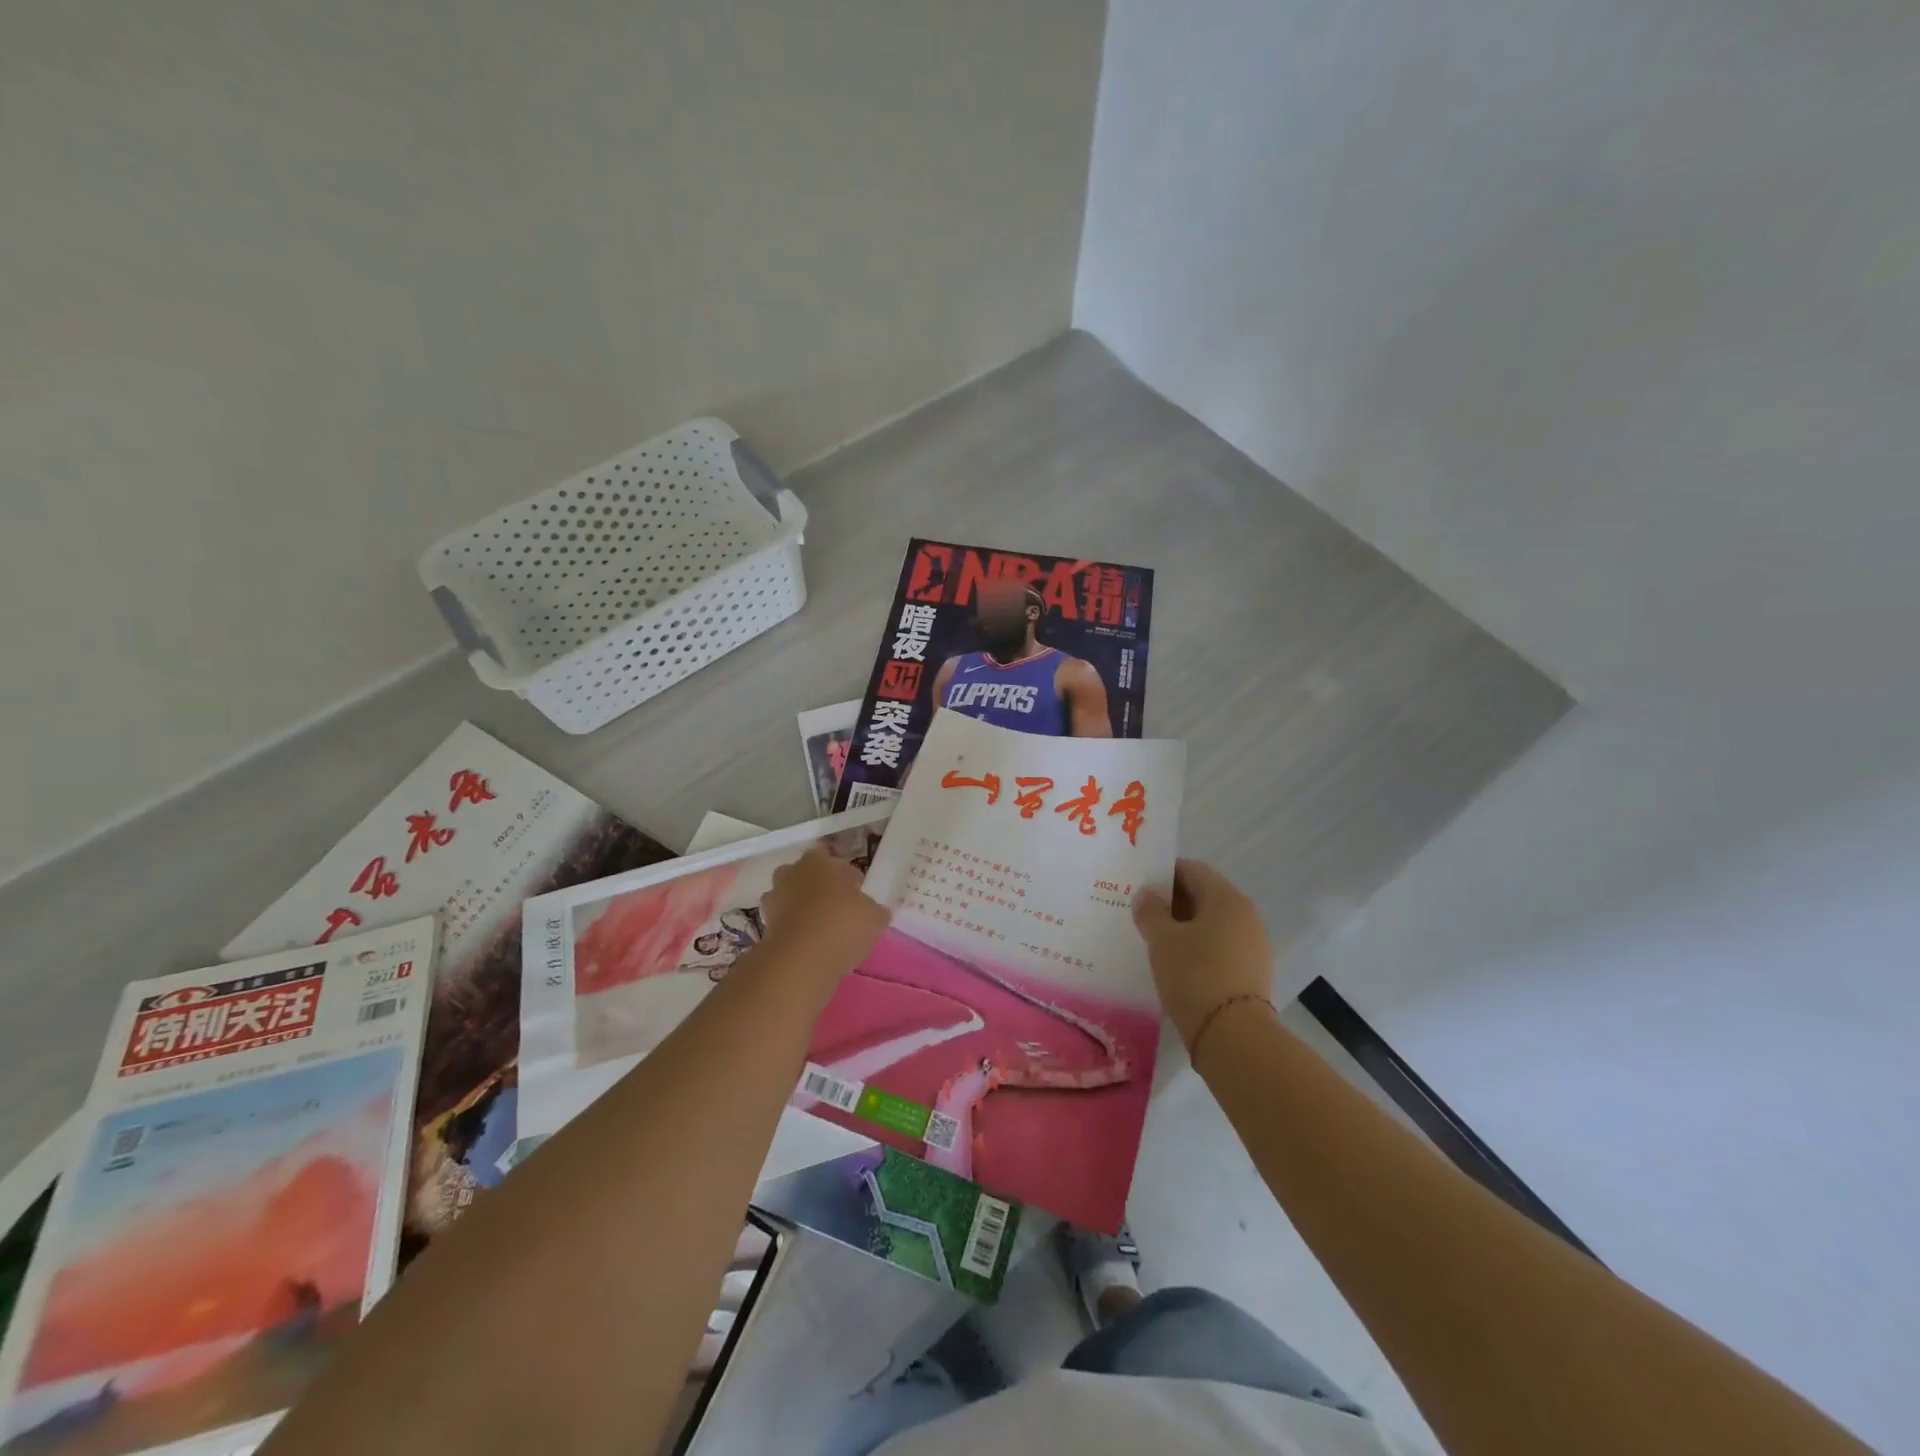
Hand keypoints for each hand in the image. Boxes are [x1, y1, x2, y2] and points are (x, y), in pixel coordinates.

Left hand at [760, 848, 889, 979]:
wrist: (801, 959)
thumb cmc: (842, 923)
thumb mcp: (874, 916)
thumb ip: (873, 909)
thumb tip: (874, 911)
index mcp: (817, 861)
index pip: (831, 860)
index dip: (845, 875)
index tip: (857, 890)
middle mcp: (791, 874)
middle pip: (806, 877)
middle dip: (819, 889)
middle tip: (839, 907)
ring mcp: (774, 901)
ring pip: (792, 900)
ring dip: (805, 911)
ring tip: (825, 930)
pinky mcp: (764, 928)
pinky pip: (786, 924)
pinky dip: (797, 932)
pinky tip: (814, 947)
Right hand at [1132, 859, 1273, 1047]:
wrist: (1234, 1038)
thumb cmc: (1195, 975)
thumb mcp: (1162, 939)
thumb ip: (1150, 911)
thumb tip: (1146, 895)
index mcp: (1227, 899)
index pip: (1192, 869)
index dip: (1162, 874)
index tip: (1138, 887)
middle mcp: (1246, 916)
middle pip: (1203, 896)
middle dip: (1171, 902)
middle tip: (1141, 915)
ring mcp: (1253, 946)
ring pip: (1210, 925)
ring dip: (1183, 928)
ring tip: (1154, 942)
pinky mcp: (1251, 973)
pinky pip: (1218, 949)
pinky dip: (1196, 950)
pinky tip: (1175, 966)